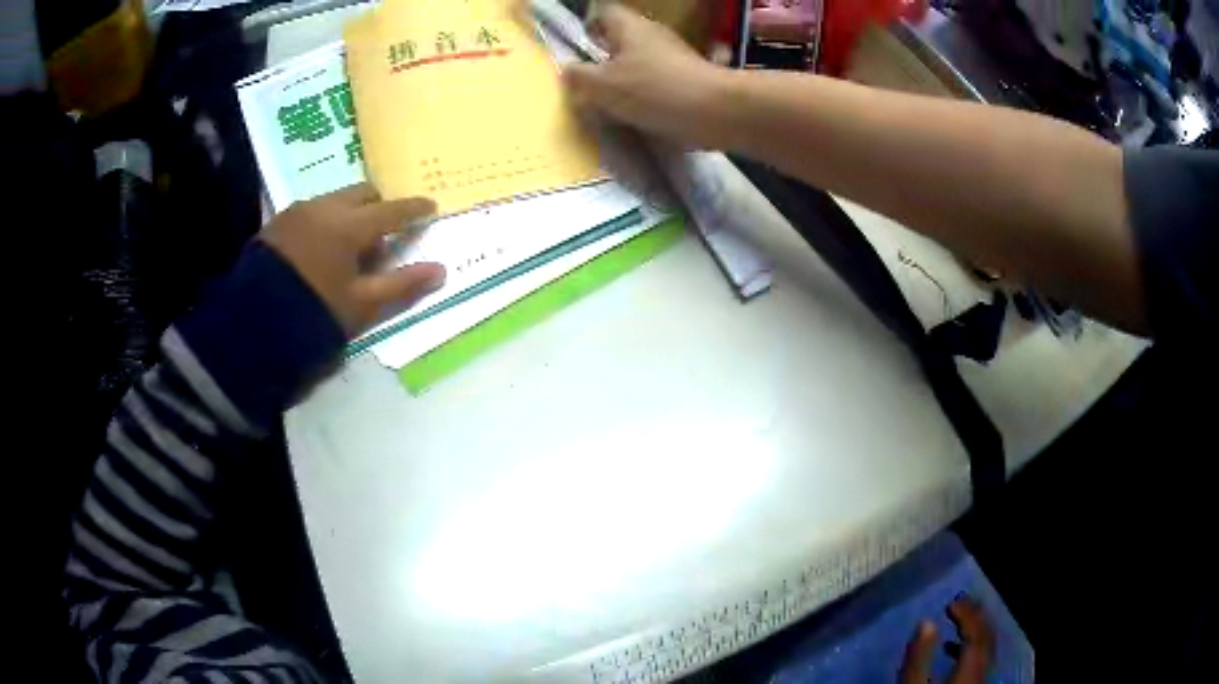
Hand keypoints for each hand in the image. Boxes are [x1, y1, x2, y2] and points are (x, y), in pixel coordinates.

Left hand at [260, 183, 445, 335]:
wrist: (254, 321)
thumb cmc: (314, 311)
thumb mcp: (362, 303)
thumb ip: (402, 284)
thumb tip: (441, 270)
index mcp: (350, 225)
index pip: (392, 210)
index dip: (414, 209)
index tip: (430, 207)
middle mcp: (326, 207)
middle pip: (363, 194)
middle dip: (378, 207)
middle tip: (382, 235)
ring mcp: (299, 210)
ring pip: (336, 200)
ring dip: (350, 214)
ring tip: (347, 247)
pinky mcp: (279, 221)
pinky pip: (312, 210)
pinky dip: (326, 220)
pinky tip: (320, 248)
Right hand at [563, 3, 726, 146]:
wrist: (716, 112)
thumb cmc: (653, 91)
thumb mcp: (603, 86)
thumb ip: (579, 77)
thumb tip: (567, 71)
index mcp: (629, 27)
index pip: (604, 12)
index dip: (588, 25)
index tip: (578, 47)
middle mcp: (653, 34)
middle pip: (621, 38)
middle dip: (604, 58)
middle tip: (588, 83)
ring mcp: (675, 56)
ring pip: (640, 61)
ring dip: (625, 79)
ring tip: (609, 104)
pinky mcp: (690, 78)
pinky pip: (658, 81)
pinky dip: (646, 94)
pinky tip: (638, 115)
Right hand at [900, 597, 994, 683]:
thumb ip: (918, 658)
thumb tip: (925, 622)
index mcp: (970, 669)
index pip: (976, 632)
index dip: (967, 613)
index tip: (950, 603)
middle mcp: (982, 671)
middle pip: (988, 637)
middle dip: (977, 617)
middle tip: (961, 603)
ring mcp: (981, 681)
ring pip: (988, 649)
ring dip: (976, 631)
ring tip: (959, 623)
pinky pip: (981, 660)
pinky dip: (972, 649)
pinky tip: (954, 652)